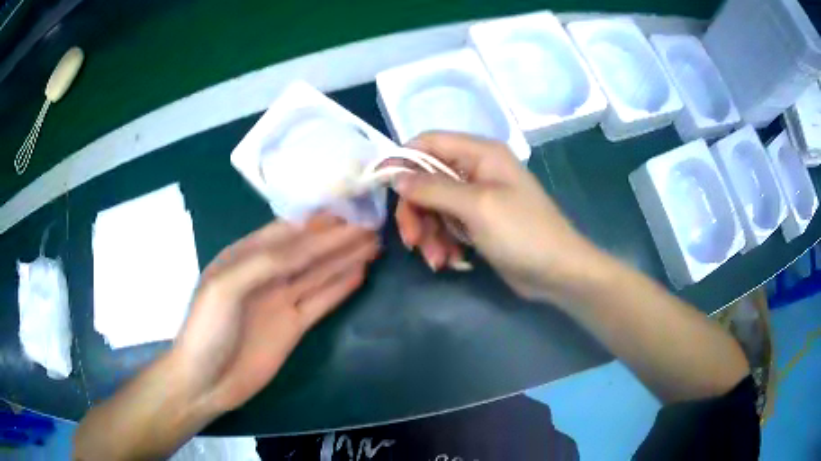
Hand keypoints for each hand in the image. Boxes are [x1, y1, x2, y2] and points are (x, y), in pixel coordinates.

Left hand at [171, 215, 378, 413]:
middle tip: (373, 224)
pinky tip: (360, 272)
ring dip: (346, 258)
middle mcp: (267, 274)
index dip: (319, 221)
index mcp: (245, 256)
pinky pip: (322, 301)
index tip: (349, 209)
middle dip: (339, 237)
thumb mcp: (225, 287)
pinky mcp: (295, 326)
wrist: (206, 382)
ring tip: (375, 242)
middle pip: (309, 250)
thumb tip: (307, 243)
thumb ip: (264, 262)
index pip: (288, 231)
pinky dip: (341, 287)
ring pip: (320, 273)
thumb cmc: (207, 329)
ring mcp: (282, 300)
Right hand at [394, 131, 597, 301]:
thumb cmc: (523, 233)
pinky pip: (447, 226)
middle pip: (426, 179)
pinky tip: (451, 262)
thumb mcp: (476, 207)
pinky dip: (444, 244)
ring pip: (433, 207)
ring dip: (430, 234)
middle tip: (413, 240)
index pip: (428, 142)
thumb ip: (433, 188)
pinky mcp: (477, 223)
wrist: (557, 272)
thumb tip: (396, 176)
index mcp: (480, 153)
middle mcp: (476, 170)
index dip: (403, 161)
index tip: (384, 188)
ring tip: (438, 260)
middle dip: (416, 212)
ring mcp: (476, 198)